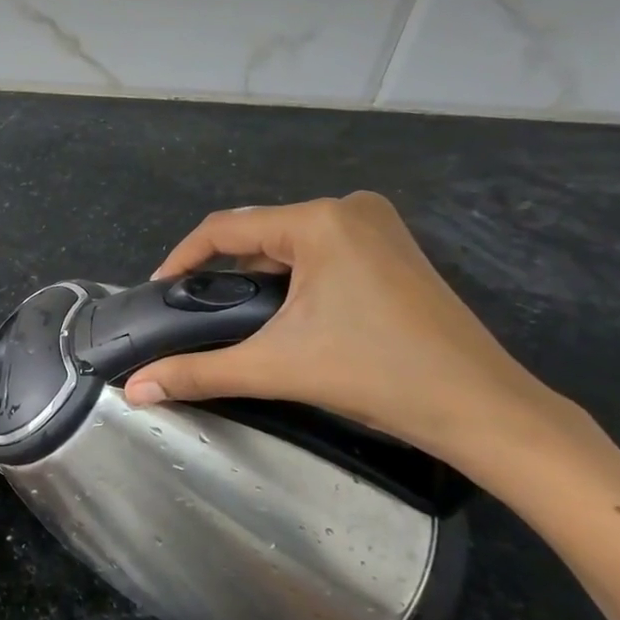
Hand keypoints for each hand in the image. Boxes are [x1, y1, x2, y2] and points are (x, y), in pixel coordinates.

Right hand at [123, 194, 582, 480]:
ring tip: (234, 317)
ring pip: (288, 242)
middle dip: (222, 272)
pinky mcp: (393, 248)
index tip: (157, 293)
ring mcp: (377, 225)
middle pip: (258, 233)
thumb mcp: (276, 368)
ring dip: (257, 276)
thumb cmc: (377, 376)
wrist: (485, 411)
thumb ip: (198, 372)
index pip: (225, 228)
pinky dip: (292, 277)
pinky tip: (286, 312)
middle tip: (196, 313)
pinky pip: (319, 251)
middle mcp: (348, 208)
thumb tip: (134, 389)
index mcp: (319, 221)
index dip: (182, 259)